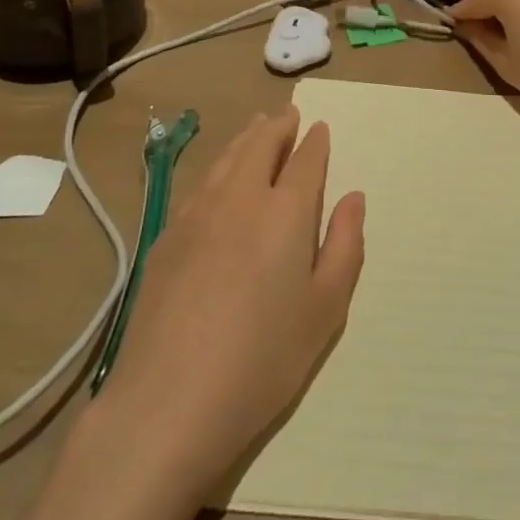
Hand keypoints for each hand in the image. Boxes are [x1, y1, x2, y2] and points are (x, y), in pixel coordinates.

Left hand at [100, 107, 364, 496]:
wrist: (166, 403)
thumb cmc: (261, 361)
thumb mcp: (325, 312)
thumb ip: (345, 246)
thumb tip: (353, 197)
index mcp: (286, 211)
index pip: (305, 159)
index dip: (315, 142)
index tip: (319, 129)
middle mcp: (242, 196)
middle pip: (261, 143)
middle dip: (278, 125)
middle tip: (287, 115)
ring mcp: (198, 212)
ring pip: (228, 157)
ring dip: (247, 137)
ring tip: (257, 128)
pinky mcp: (167, 236)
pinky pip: (201, 183)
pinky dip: (219, 166)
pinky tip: (219, 179)